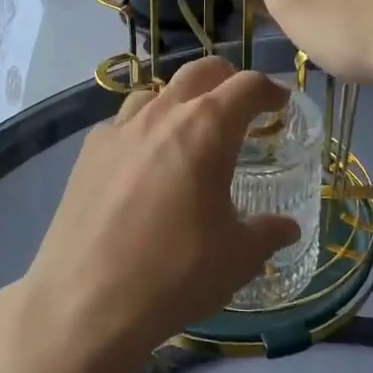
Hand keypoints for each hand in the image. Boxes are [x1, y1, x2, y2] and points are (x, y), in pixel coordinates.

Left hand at [4, 57, 302, 368]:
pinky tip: (144, 163)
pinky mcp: (87, 153)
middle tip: (240, 105)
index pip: (246, 87)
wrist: (85, 301)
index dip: (269, 90)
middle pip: (199, 72)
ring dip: (181, 100)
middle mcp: (161, 115)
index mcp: (206, 129)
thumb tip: (288, 227)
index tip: (280, 104)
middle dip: (226, 80)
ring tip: (190, 131)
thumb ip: (268, 233)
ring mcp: (118, 130)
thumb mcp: (237, 258)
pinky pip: (124, 123)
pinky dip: (144, 128)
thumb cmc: (175, 274)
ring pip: (156, 92)